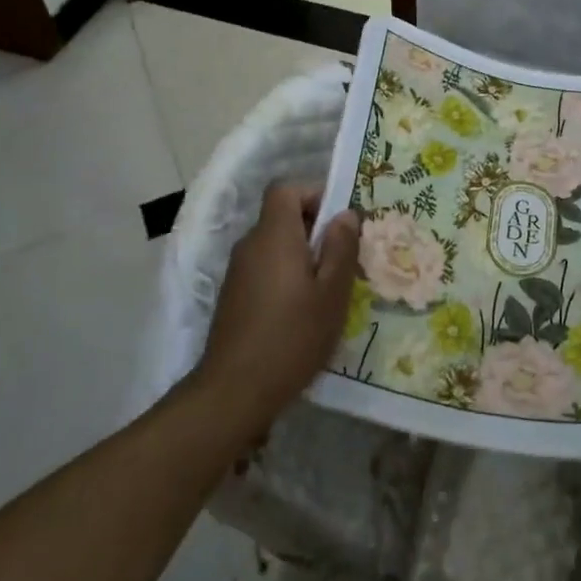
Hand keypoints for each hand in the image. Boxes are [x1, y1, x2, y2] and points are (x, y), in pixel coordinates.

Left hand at [192, 183, 360, 436]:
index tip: (340, 220)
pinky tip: (304, 310)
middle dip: (315, 229)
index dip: (314, 194)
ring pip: (275, 245)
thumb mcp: (332, 293)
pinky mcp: (234, 297)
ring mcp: (238, 272)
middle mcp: (251, 245)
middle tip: (345, 257)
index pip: (286, 189)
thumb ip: (341, 248)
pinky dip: (286, 275)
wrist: (234, 391)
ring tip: (330, 287)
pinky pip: (265, 269)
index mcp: (274, 236)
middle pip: (282, 217)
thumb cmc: (292, 336)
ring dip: (302, 255)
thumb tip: (345, 214)